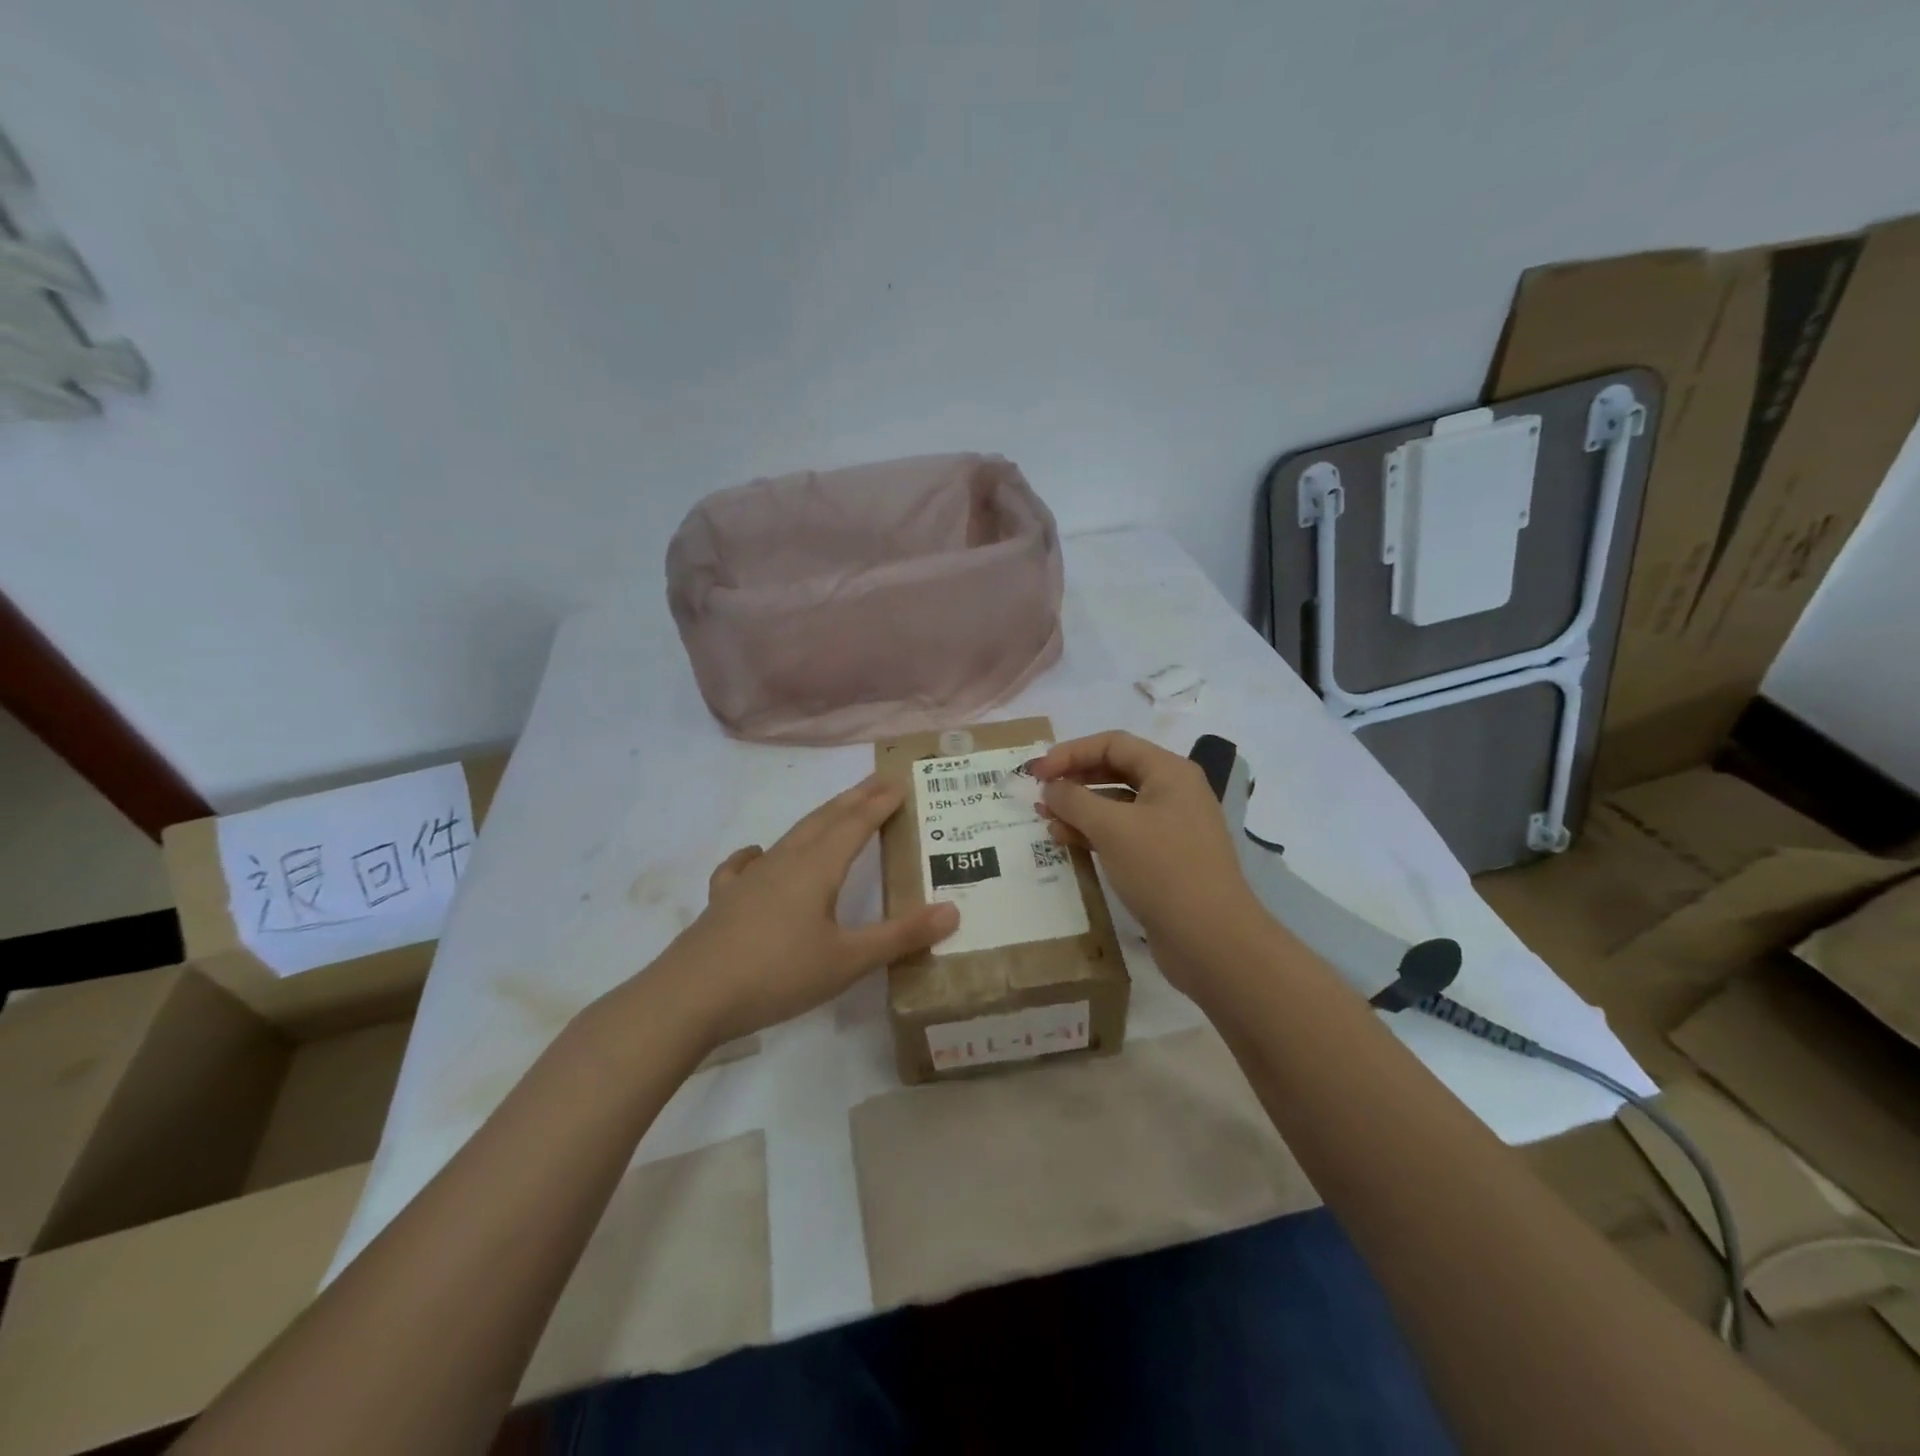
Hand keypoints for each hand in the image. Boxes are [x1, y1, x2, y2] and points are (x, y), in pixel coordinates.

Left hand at [650, 775, 958, 1046]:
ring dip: (818, 819)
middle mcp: (785, 862)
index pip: (855, 825)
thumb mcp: (848, 961)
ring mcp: (750, 878)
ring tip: (835, 811)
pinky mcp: (725, 900)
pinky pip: (745, 865)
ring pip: (791, 836)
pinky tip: (757, 855)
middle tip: (878, 781)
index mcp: (817, 868)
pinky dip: (758, 854)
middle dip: (854, 799)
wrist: (692, 996)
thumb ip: (900, 936)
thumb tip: (953, 910)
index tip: (900, 784)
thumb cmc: (777, 974)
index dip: (879, 804)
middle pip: (825, 819)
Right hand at [1029, 731, 1267, 986]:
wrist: (1212, 941)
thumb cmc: (1163, 870)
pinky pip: (1122, 834)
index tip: (1037, 772)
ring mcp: (1170, 828)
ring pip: (1116, 805)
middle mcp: (1173, 793)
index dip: (1071, 752)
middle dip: (1074, 779)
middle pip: (1115, 771)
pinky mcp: (1163, 860)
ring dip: (1079, 808)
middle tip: (1038, 793)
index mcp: (1170, 772)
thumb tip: (1051, 787)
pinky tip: (1067, 842)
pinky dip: (1094, 834)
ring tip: (1046, 819)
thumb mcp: (1112, 828)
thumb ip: (1074, 800)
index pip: (1113, 744)